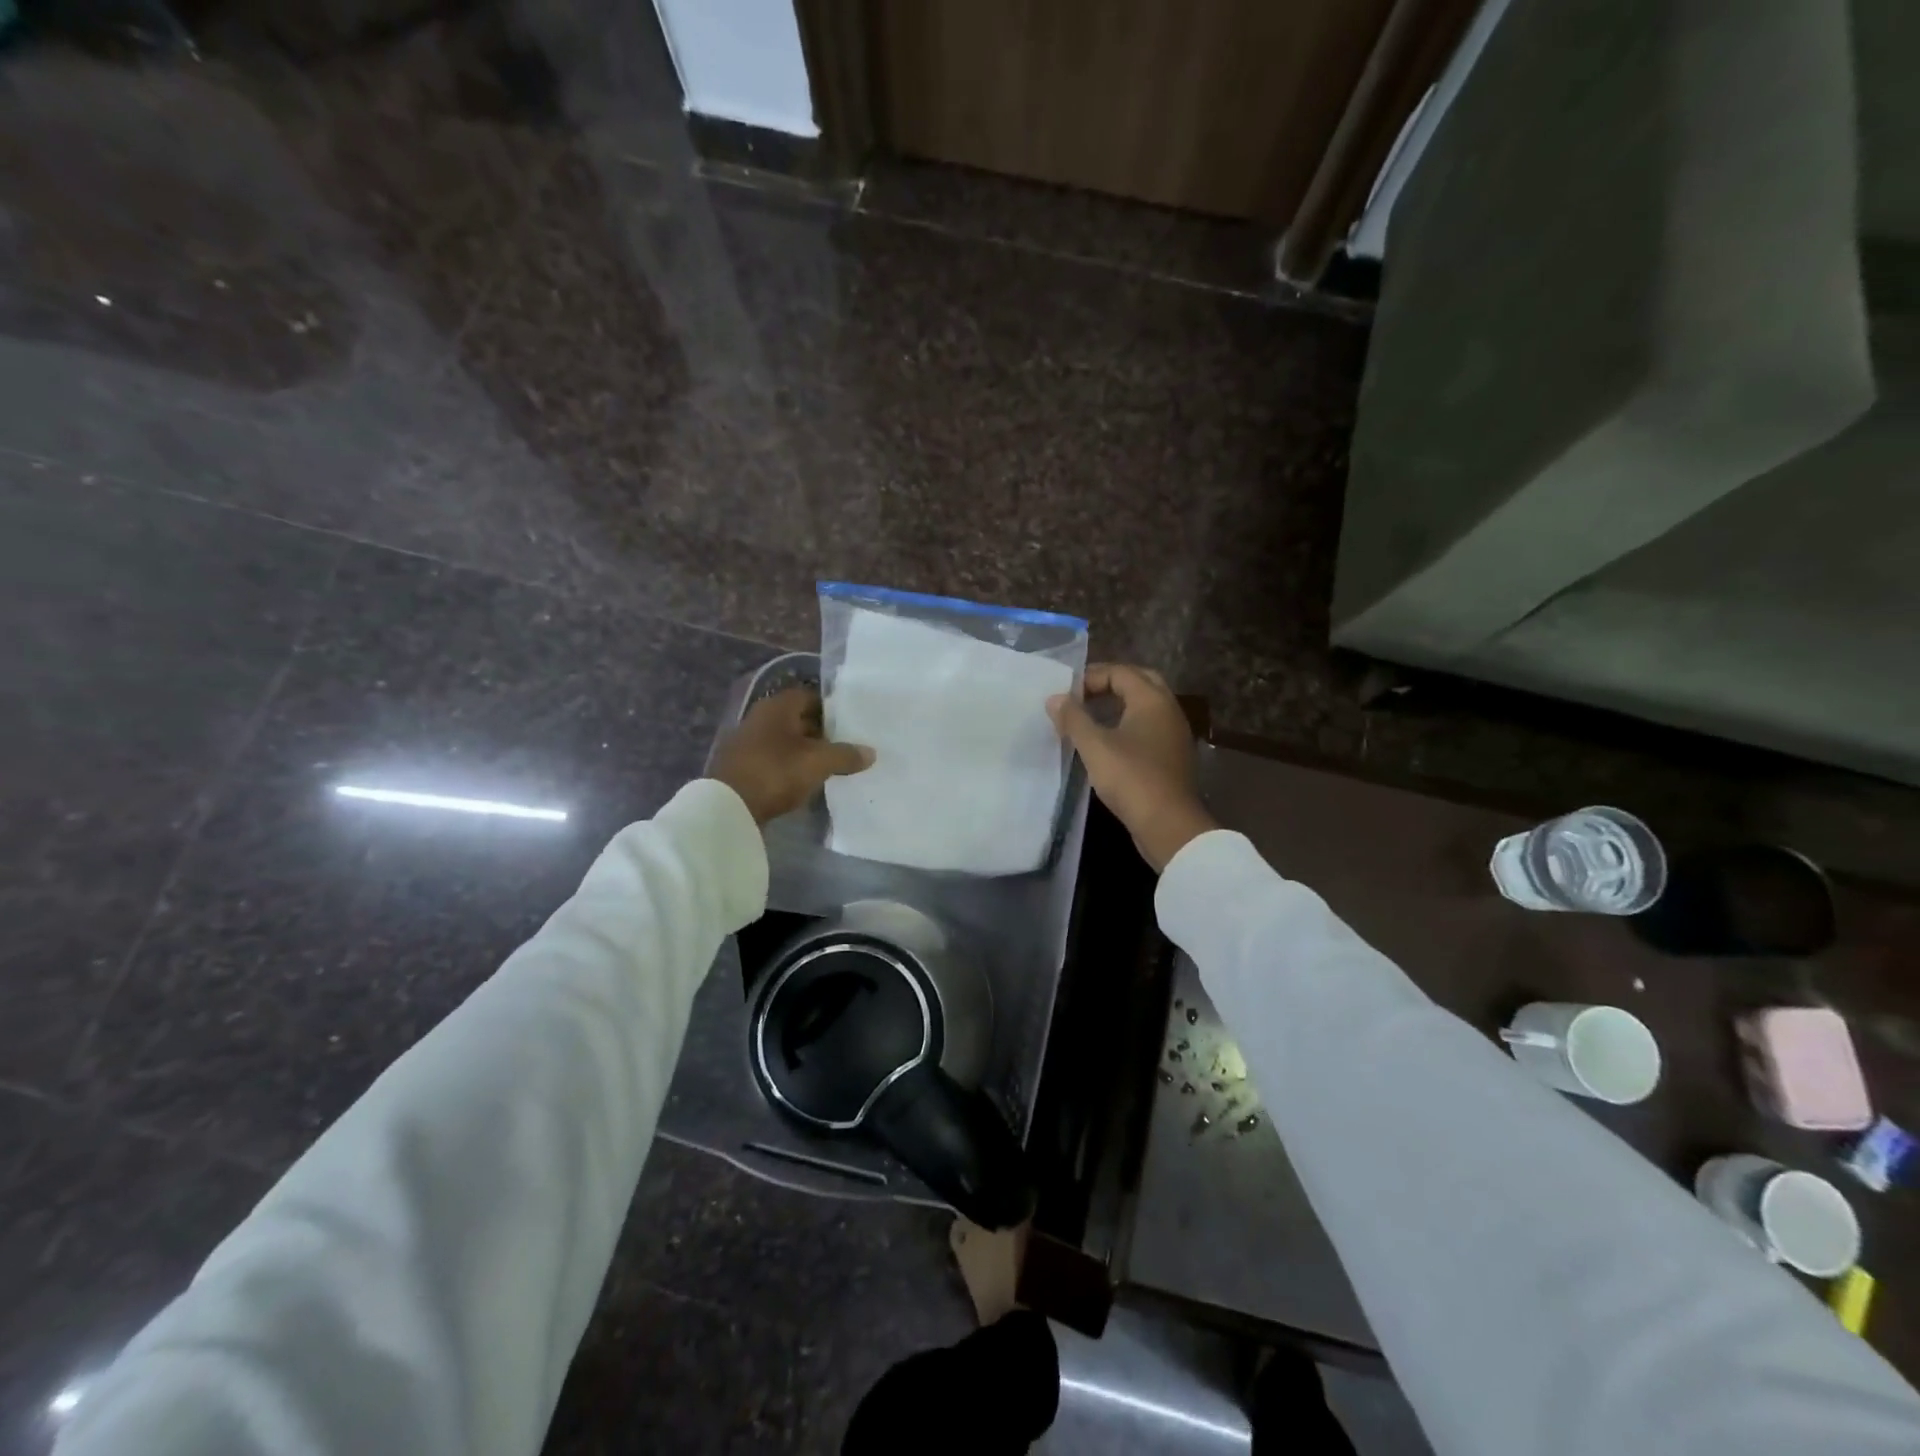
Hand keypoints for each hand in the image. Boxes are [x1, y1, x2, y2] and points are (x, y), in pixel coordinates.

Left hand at [711, 687, 873, 824]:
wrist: (729, 807)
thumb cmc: (776, 771)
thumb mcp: (818, 762)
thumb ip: (846, 755)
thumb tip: (871, 753)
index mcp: (778, 706)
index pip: (810, 696)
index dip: (832, 709)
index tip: (851, 724)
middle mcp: (760, 717)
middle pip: (798, 718)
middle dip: (821, 731)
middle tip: (845, 746)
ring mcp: (748, 742)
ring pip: (786, 741)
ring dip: (806, 751)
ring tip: (830, 766)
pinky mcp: (743, 766)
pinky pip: (774, 759)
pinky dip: (790, 766)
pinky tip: (805, 780)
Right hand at [1047, 664, 1215, 872]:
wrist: (1168, 824)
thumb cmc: (1131, 778)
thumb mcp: (1094, 747)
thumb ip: (1073, 719)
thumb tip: (1055, 698)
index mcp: (1152, 700)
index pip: (1120, 672)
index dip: (1091, 677)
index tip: (1066, 694)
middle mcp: (1168, 709)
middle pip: (1139, 682)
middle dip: (1109, 684)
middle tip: (1082, 697)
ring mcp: (1174, 733)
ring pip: (1146, 706)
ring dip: (1119, 705)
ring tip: (1089, 718)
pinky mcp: (1173, 756)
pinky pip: (1149, 727)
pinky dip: (1128, 724)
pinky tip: (1108, 743)